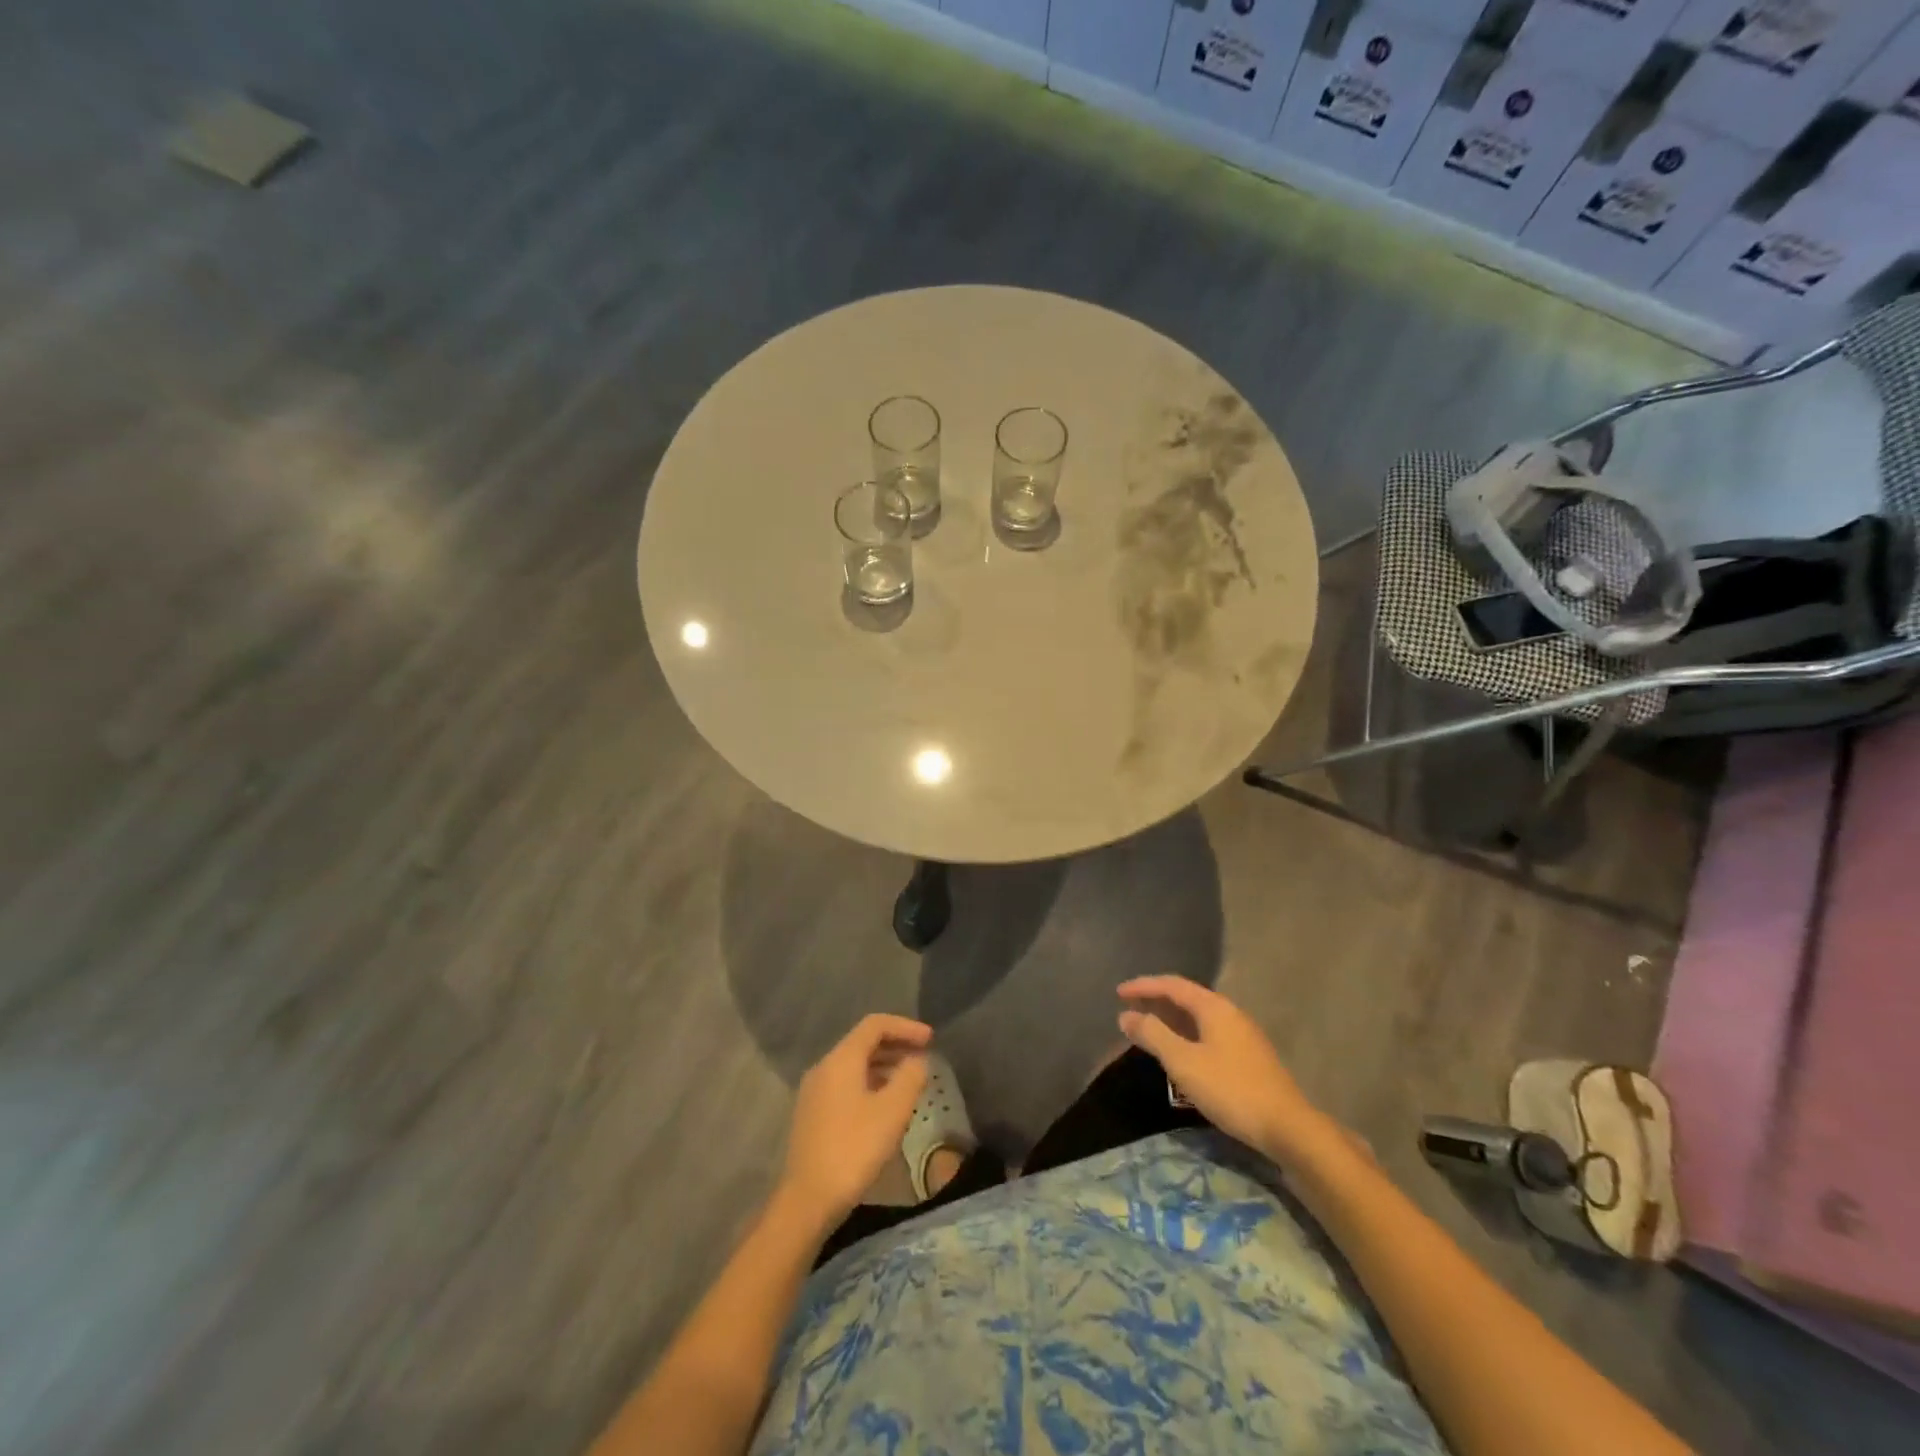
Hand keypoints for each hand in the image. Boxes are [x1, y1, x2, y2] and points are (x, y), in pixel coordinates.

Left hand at [779, 1014, 932, 1229]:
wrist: (808, 1200)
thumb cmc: (854, 1149)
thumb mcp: (892, 1111)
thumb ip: (910, 1077)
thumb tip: (918, 1060)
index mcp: (841, 1059)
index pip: (875, 1025)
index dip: (906, 1027)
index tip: (931, 1040)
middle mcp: (824, 1067)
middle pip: (863, 1043)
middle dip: (896, 1046)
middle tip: (924, 1058)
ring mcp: (815, 1092)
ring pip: (854, 1066)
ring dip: (884, 1066)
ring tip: (910, 1082)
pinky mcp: (813, 1115)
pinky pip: (846, 1085)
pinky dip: (870, 1084)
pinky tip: (885, 1107)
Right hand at [1118, 977, 1332, 1162]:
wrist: (1287, 1128)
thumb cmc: (1230, 1089)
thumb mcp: (1183, 1062)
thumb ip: (1153, 1035)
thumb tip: (1126, 1015)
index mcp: (1214, 1007)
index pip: (1172, 985)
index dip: (1143, 986)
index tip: (1118, 993)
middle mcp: (1230, 1013)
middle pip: (1187, 998)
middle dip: (1156, 1001)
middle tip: (1129, 1009)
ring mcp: (1242, 1035)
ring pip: (1198, 1018)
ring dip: (1171, 1020)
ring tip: (1148, 1029)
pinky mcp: (1248, 1057)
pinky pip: (1208, 1034)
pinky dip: (1186, 1035)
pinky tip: (1179, 1053)